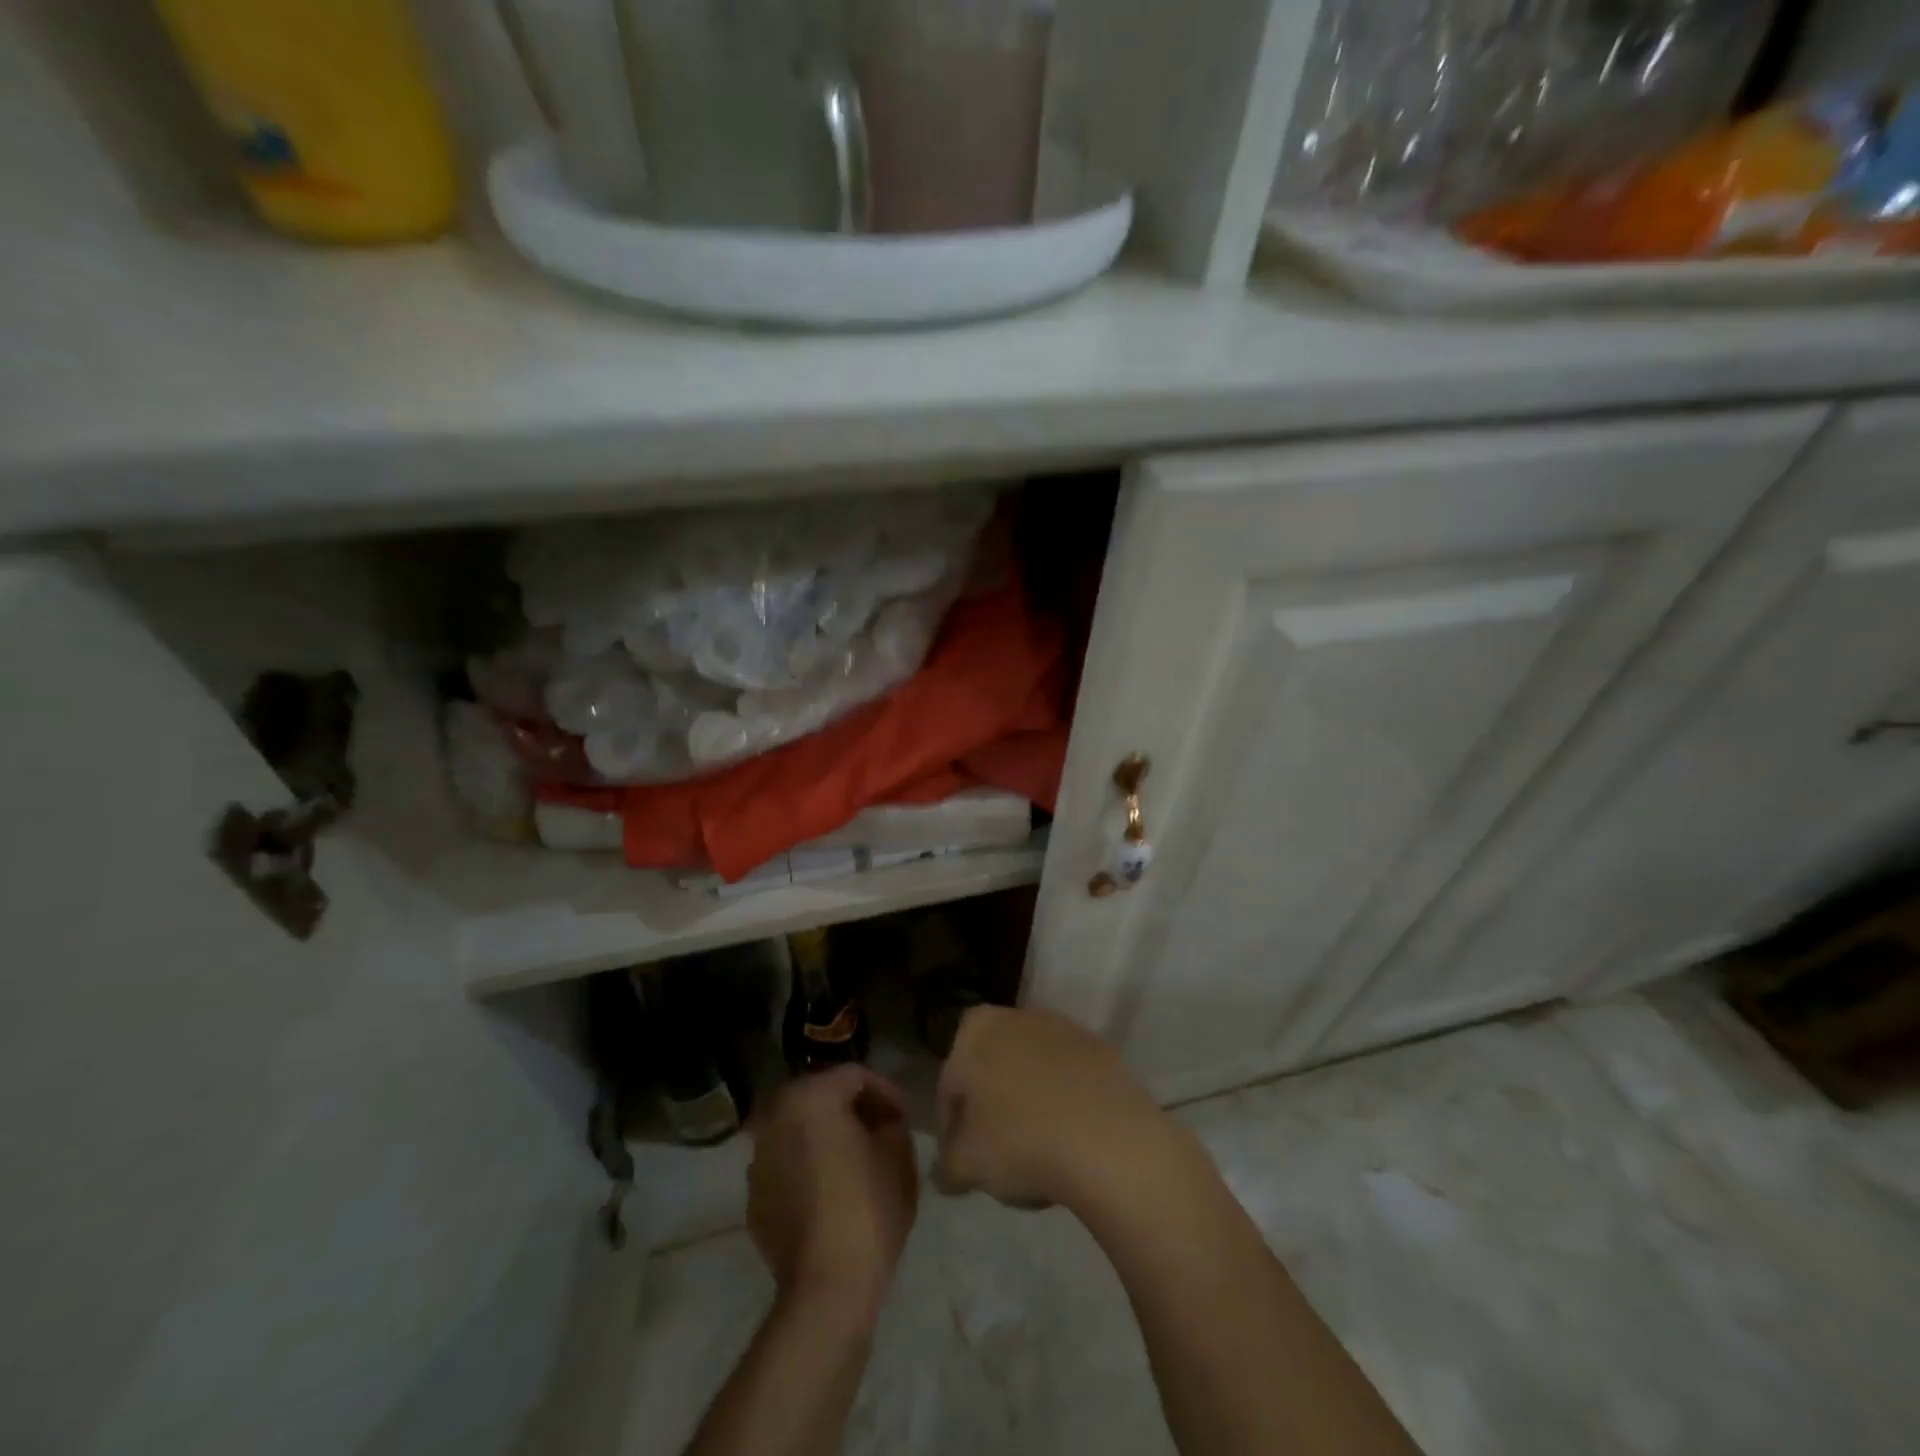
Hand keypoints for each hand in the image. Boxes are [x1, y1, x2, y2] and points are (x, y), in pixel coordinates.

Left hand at [747, 1065, 918, 1327]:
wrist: (827, 1288)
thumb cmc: (868, 1207)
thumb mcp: (898, 1153)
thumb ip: (891, 1121)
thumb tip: (882, 1120)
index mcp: (810, 1097)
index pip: (854, 1076)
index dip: (885, 1092)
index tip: (905, 1117)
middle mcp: (775, 1118)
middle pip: (822, 1099)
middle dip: (853, 1111)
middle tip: (882, 1132)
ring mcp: (758, 1160)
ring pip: (800, 1133)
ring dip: (827, 1138)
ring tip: (857, 1161)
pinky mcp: (754, 1199)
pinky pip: (787, 1168)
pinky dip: (808, 1169)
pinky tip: (832, 1192)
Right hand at [932, 1005, 1171, 1211]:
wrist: (1110, 1141)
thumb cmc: (1020, 1143)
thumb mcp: (965, 1165)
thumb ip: (946, 1163)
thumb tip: (946, 1169)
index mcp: (974, 1030)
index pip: (950, 1084)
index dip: (953, 1127)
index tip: (965, 1160)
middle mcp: (1016, 1015)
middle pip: (992, 1069)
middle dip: (992, 1107)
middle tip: (1000, 1155)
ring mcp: (1063, 1027)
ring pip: (1032, 1070)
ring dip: (1030, 1102)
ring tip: (1041, 1151)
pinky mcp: (1101, 1047)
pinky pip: (1070, 1078)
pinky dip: (1066, 1101)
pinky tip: (1072, 1139)